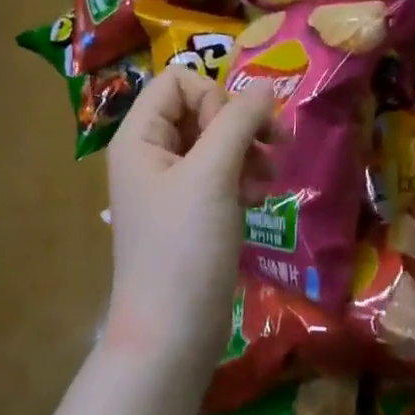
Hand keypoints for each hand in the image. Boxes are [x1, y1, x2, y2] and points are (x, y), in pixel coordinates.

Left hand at [104, 68, 274, 370]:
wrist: (172, 334)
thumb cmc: (184, 247)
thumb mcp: (212, 175)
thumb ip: (238, 121)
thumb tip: (266, 84)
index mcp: (139, 137)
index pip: (179, 80)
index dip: (214, 95)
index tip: (236, 131)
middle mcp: (151, 154)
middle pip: (201, 108)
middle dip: (240, 124)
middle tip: (275, 145)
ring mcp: (171, 184)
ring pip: (216, 141)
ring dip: (249, 150)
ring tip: (271, 176)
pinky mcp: (192, 211)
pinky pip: (221, 173)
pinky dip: (244, 177)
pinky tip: (261, 197)